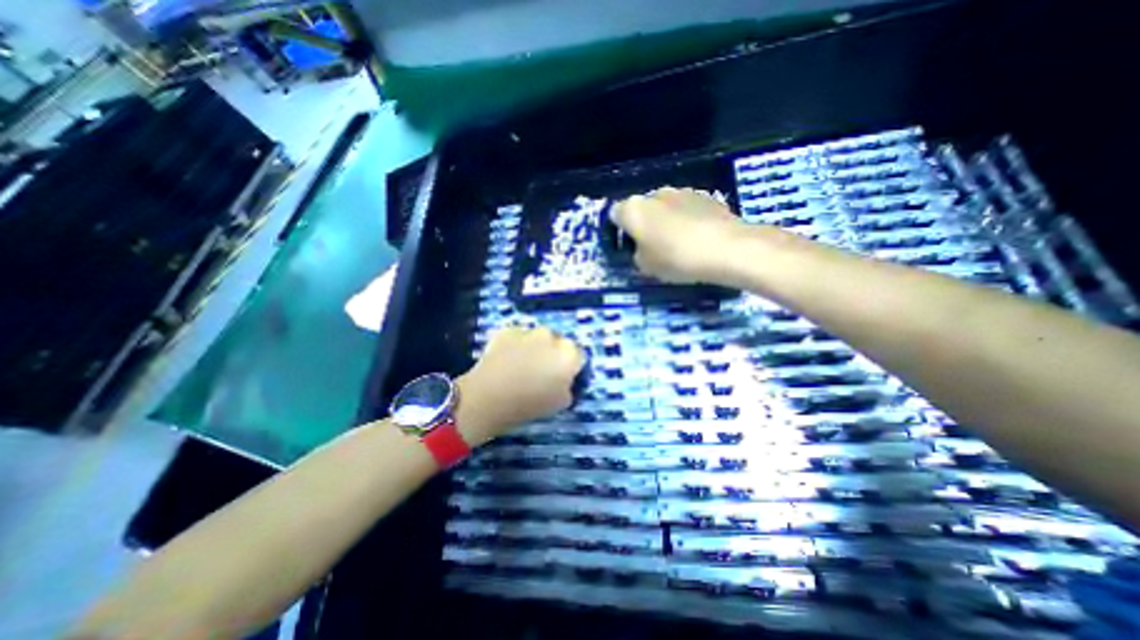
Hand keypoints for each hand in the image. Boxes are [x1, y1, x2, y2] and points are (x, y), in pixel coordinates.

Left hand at [455, 325, 581, 444]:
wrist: (488, 398)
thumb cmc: (529, 404)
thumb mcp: (562, 403)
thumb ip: (569, 386)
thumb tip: (565, 380)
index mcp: (569, 353)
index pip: (579, 356)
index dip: (572, 368)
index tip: (563, 378)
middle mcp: (552, 336)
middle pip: (559, 343)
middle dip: (553, 354)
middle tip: (542, 372)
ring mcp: (528, 331)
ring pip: (538, 338)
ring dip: (535, 348)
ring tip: (521, 366)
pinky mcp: (508, 330)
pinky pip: (518, 337)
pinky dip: (515, 346)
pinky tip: (506, 361)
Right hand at [615, 186, 750, 282]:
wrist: (726, 248)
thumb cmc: (676, 258)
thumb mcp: (645, 267)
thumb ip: (636, 254)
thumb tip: (642, 249)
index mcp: (634, 209)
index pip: (615, 214)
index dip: (619, 230)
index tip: (628, 246)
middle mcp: (654, 194)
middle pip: (642, 208)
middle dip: (644, 224)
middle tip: (653, 247)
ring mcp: (681, 191)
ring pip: (665, 207)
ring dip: (666, 221)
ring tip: (679, 243)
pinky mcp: (705, 195)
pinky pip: (687, 208)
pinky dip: (687, 219)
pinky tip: (697, 237)